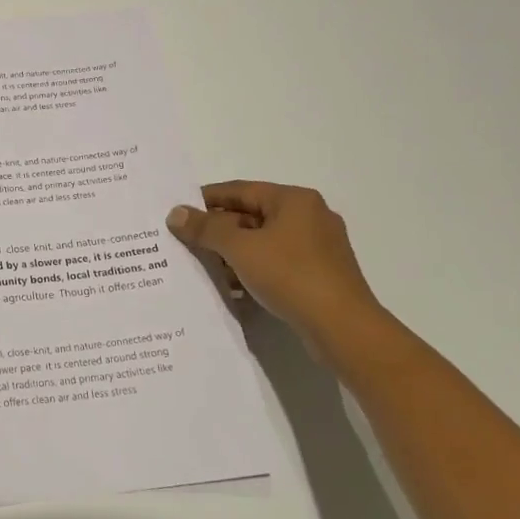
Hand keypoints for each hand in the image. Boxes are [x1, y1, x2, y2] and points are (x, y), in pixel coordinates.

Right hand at [167, 181, 383, 341]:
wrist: (343, 328)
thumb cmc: (291, 276)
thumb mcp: (240, 248)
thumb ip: (206, 228)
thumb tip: (176, 213)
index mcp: (294, 200)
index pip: (240, 190)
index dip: (206, 200)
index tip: (179, 213)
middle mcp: (309, 216)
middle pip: (252, 215)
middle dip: (219, 230)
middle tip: (187, 242)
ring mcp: (318, 247)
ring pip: (264, 241)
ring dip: (234, 253)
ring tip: (205, 267)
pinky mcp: (320, 275)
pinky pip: (277, 263)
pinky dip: (254, 269)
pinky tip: (234, 286)